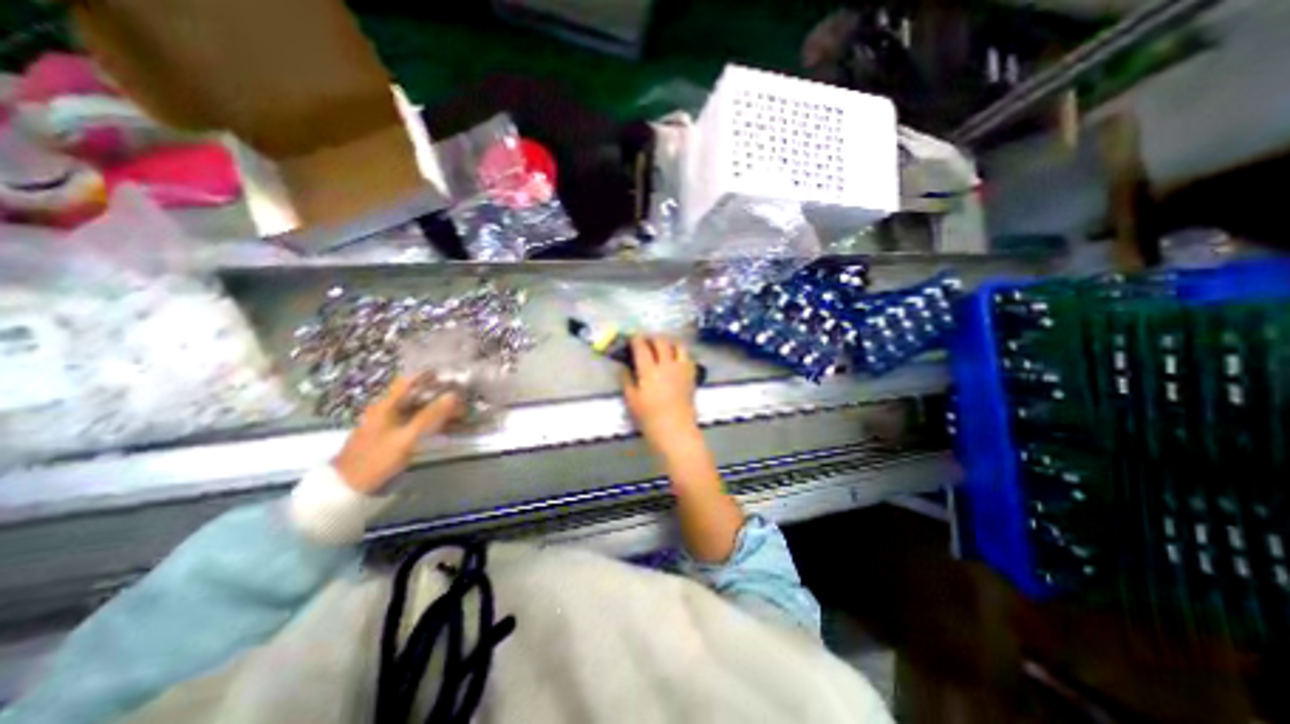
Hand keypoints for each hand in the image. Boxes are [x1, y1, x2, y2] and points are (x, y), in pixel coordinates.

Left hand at [327, 380, 461, 492]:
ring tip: (459, 411)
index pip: (408, 381)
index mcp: (385, 406)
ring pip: (417, 409)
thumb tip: (454, 395)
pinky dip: (431, 421)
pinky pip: (415, 422)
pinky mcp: (391, 436)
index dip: (428, 375)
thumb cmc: (377, 459)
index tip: (450, 374)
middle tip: (461, 395)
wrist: (349, 488)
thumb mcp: (406, 437)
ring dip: (437, 408)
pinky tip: (444, 426)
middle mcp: (386, 410)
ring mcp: (388, 424)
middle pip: (415, 395)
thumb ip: (430, 416)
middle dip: (438, 393)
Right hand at [622, 338, 700, 459]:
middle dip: (652, 337)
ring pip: (678, 345)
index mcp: (649, 370)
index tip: (632, 337)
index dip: (636, 339)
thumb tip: (625, 367)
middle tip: (645, 340)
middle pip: (661, 341)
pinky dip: (680, 352)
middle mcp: (667, 365)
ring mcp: (681, 369)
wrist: (675, 430)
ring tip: (662, 345)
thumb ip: (627, 379)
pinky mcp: (691, 375)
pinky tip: (675, 358)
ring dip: (668, 342)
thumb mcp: (631, 400)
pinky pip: (688, 357)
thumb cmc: (649, 418)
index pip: (642, 346)